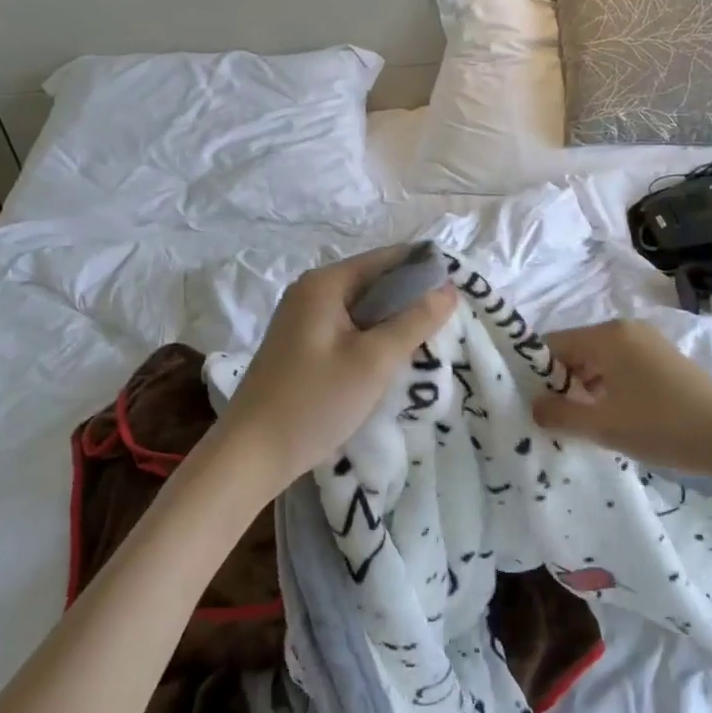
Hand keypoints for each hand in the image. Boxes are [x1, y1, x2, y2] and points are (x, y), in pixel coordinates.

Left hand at [214, 246, 457, 494]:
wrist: (251, 453)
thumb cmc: (315, 401)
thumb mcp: (374, 360)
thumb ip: (415, 321)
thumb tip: (449, 289)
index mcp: (325, 283)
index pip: (387, 258)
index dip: (425, 270)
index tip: (460, 293)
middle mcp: (311, 292)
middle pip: (374, 282)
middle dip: (411, 300)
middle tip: (448, 325)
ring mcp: (302, 319)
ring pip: (363, 309)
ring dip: (393, 323)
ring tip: (427, 344)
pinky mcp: (301, 346)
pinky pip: (348, 330)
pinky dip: (372, 339)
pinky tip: (391, 362)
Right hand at [529, 320, 711, 474]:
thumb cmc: (663, 427)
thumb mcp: (603, 426)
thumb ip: (559, 414)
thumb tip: (532, 405)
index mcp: (607, 335)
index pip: (552, 344)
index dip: (536, 373)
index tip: (529, 404)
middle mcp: (626, 329)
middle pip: (575, 350)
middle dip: (561, 382)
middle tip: (554, 419)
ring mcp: (648, 342)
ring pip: (598, 361)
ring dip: (585, 389)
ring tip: (582, 424)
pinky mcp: (664, 360)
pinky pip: (620, 367)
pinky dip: (608, 388)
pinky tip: (612, 418)